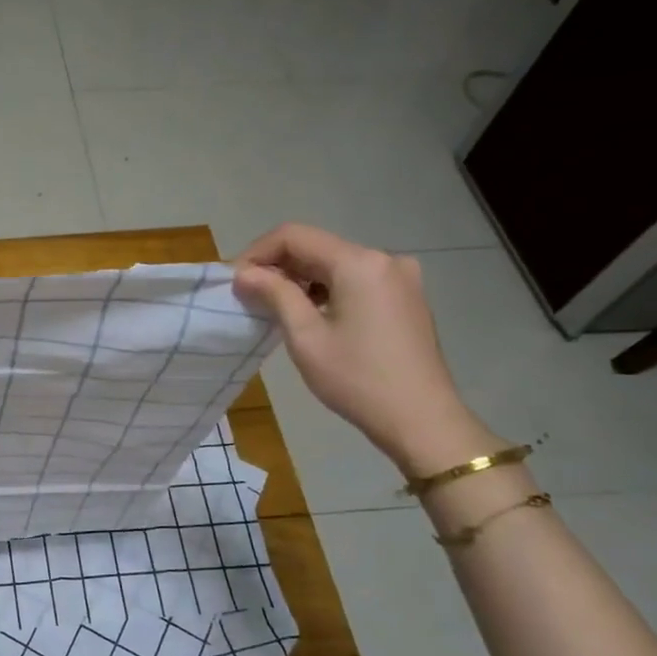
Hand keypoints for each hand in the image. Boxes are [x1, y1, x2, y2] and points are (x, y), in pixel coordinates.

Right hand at [233, 224, 494, 475]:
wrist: (421, 419)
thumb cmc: (357, 379)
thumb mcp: (305, 336)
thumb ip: (274, 294)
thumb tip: (243, 273)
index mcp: (359, 263)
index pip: (294, 236)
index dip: (257, 252)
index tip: (235, 281)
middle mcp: (384, 259)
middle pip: (317, 247)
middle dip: (278, 266)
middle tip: (249, 296)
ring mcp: (400, 277)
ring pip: (336, 263)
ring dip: (301, 279)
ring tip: (276, 308)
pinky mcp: (406, 296)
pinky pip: (356, 279)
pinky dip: (327, 288)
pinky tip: (312, 314)